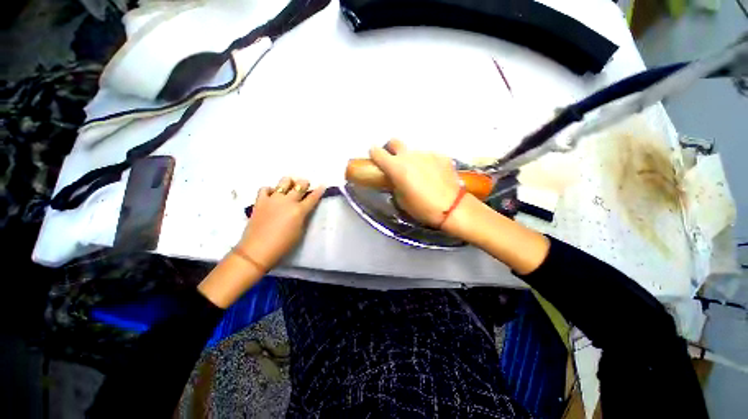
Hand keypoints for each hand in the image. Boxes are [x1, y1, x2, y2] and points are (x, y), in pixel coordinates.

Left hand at [237, 177, 324, 269]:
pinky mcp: (260, 201)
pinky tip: (272, 195)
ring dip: (289, 182)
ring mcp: (273, 199)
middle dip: (304, 183)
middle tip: (305, 185)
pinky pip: (265, 189)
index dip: (319, 191)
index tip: (322, 185)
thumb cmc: (283, 244)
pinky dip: (271, 189)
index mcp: (299, 210)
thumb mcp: (300, 231)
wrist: (257, 250)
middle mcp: (287, 201)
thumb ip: (303, 217)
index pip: (313, 197)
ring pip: (283, 182)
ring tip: (289, 187)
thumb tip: (303, 210)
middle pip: (299, 185)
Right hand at [369, 140, 462, 226]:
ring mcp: (427, 154)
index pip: (377, 151)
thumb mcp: (401, 200)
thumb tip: (395, 179)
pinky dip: (427, 163)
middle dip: (391, 150)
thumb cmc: (422, 208)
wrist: (452, 207)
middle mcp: (410, 155)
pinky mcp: (441, 156)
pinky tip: (434, 176)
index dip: (375, 155)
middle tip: (396, 164)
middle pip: (395, 142)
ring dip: (412, 160)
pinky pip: (429, 157)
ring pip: (414, 152)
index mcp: (396, 167)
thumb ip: (394, 184)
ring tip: (420, 175)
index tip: (377, 161)